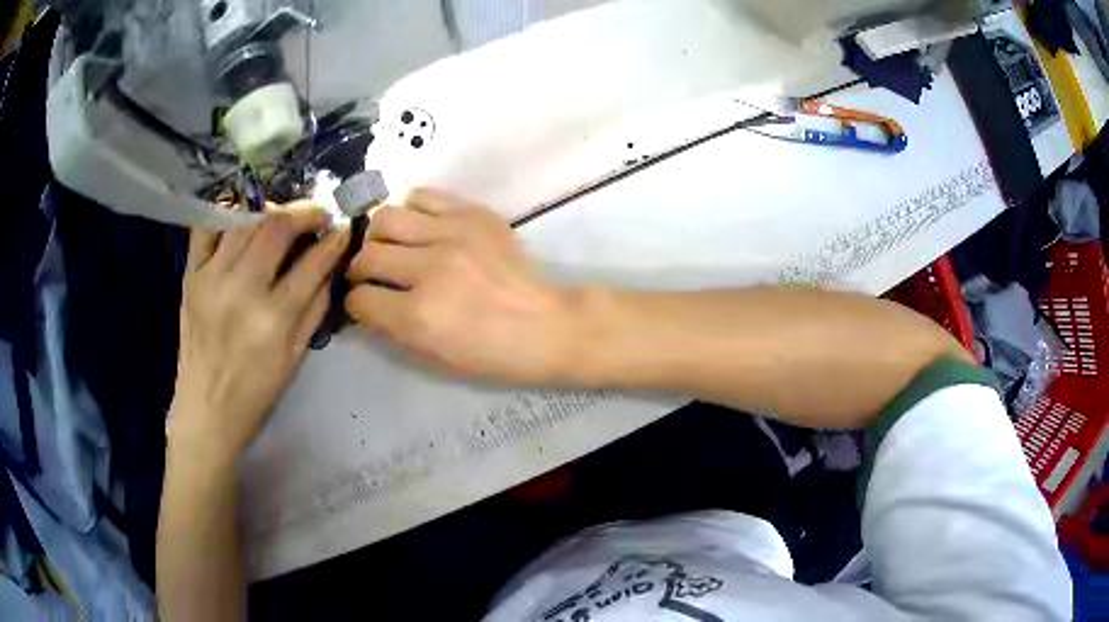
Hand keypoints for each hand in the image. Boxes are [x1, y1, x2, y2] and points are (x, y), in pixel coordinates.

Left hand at [170, 203, 349, 464]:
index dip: (335, 239)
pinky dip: (226, 212)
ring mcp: (211, 278)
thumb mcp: (296, 357)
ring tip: (283, 216)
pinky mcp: (191, 276)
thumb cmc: (256, 393)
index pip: (313, 262)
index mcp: (273, 320)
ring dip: (271, 209)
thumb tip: (331, 263)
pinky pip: (207, 227)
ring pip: (245, 218)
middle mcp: (241, 291)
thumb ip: (316, 307)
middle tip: (317, 215)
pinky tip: (242, 215)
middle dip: (305, 212)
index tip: (345, 228)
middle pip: (276, 226)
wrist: (205, 411)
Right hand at [345, 189, 575, 382]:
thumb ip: (390, 328)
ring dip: (378, 236)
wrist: (547, 325)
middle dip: (359, 270)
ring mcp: (454, 234)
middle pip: (367, 255)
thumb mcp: (434, 356)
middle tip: (369, 275)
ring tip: (389, 246)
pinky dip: (410, 210)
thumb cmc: (492, 354)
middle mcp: (430, 268)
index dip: (356, 304)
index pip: (360, 299)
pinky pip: (422, 196)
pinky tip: (416, 227)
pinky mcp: (474, 213)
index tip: (362, 303)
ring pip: (386, 217)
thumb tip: (362, 305)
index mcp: (420, 315)